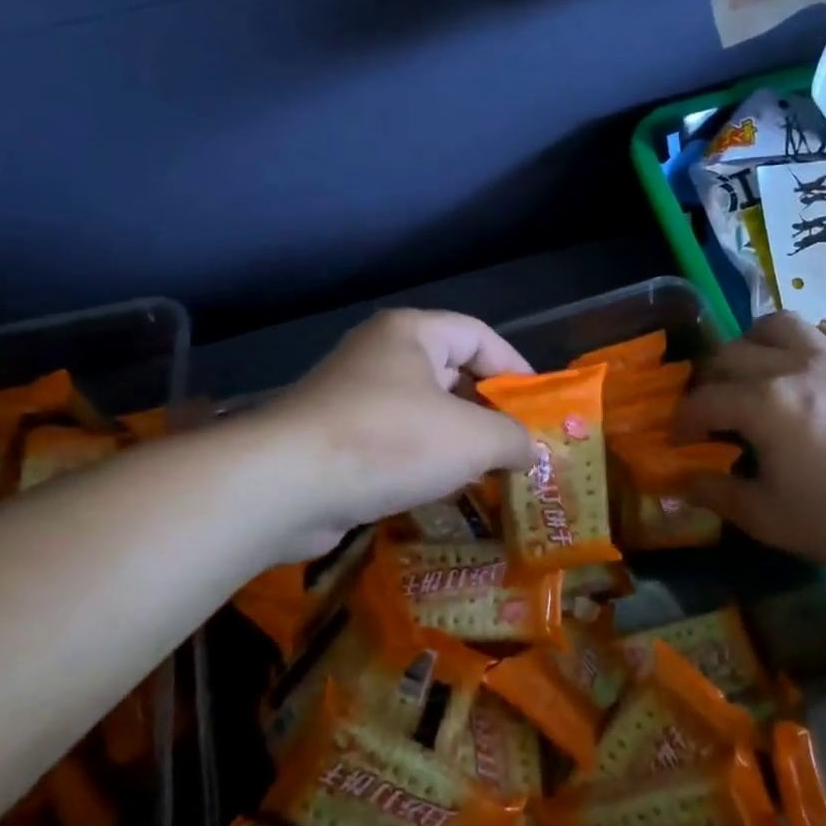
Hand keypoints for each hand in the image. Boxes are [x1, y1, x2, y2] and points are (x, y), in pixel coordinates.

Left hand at [260, 309, 534, 557]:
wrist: (285, 485)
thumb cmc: (390, 441)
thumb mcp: (471, 437)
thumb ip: (513, 438)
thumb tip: (530, 451)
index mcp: (411, 333)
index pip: (478, 335)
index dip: (515, 366)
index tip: (540, 406)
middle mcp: (380, 356)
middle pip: (452, 374)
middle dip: (489, 411)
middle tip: (521, 447)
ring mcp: (353, 398)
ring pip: (424, 414)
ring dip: (458, 443)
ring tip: (492, 474)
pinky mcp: (337, 440)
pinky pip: (396, 443)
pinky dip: (424, 463)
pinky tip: (444, 492)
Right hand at [673, 311, 825, 574]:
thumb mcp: (768, 518)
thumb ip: (717, 494)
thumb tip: (680, 483)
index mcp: (763, 404)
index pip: (704, 400)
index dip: (682, 420)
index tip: (677, 439)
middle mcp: (794, 368)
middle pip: (731, 353)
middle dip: (709, 379)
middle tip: (711, 407)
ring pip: (779, 325)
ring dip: (753, 343)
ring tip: (754, 368)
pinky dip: (805, 347)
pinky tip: (808, 372)